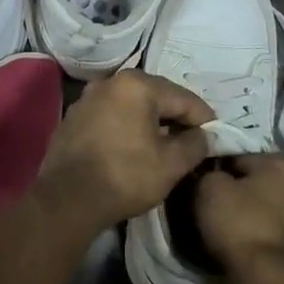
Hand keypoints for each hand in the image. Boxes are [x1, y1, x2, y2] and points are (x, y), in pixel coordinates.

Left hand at [36, 71, 213, 233]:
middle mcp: (109, 83)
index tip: (216, 137)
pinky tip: (133, 149)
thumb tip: (204, 136)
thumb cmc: (125, 176)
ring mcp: (87, 99)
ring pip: (131, 107)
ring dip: (150, 123)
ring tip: (164, 146)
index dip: (205, 119)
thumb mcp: (171, 164)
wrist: (67, 200)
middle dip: (176, 118)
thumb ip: (195, 144)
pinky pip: (111, 118)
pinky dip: (126, 128)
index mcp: (137, 85)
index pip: (183, 98)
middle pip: (156, 97)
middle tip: (193, 141)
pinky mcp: (73, 119)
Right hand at [194, 154, 283, 273]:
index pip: (236, 156)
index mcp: (282, 164)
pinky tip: (229, 242)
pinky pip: (261, 230)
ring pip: (256, 207)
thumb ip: (207, 172)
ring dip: (238, 214)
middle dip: (229, 191)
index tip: (195, 183)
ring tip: (213, 226)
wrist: (265, 278)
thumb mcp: (209, 187)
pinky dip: (247, 234)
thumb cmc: (239, 223)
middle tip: (202, 204)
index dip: (212, 168)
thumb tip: (207, 176)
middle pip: (250, 182)